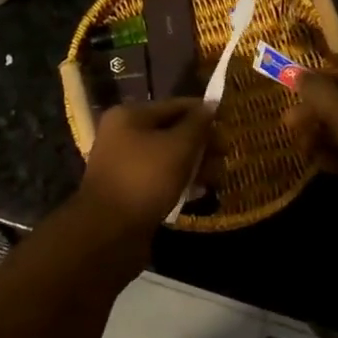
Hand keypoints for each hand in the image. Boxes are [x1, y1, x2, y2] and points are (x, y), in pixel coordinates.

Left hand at [75, 100, 212, 236]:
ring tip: (217, 179)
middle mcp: (123, 134)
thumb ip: (197, 125)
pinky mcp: (129, 190)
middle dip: (201, 144)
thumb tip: (211, 105)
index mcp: (129, 115)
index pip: (175, 106)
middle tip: (224, 158)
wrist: (109, 232)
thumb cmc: (145, 179)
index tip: (229, 126)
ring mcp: (124, 163)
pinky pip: (159, 178)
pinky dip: (179, 181)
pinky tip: (198, 192)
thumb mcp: (178, 147)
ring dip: (193, 165)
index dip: (203, 114)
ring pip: (167, 157)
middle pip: (171, 131)